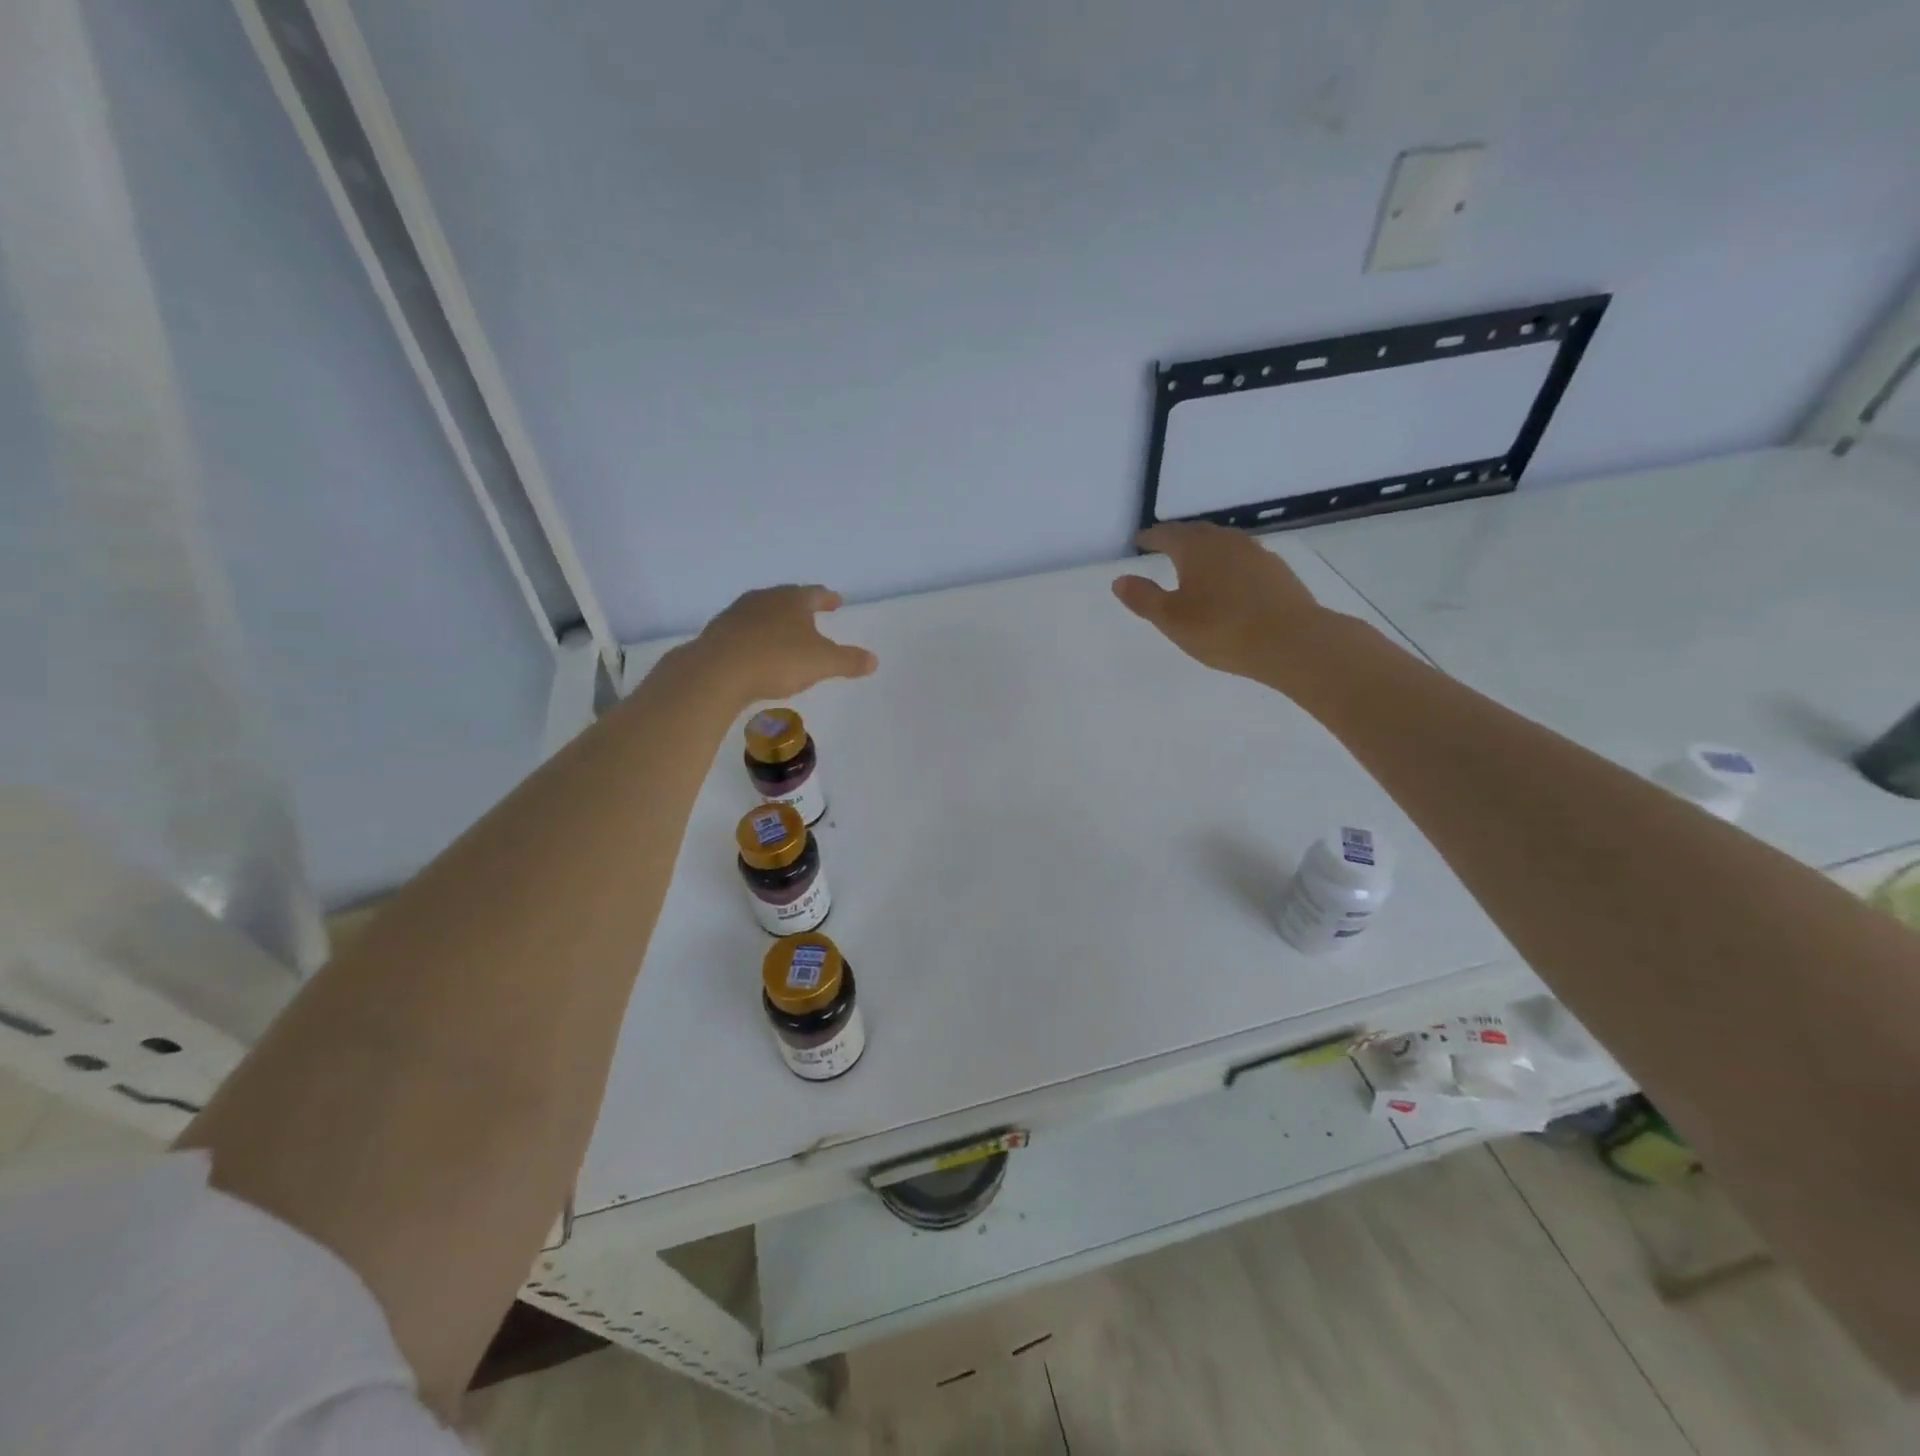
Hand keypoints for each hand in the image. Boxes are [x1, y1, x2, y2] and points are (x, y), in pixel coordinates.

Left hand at [686, 585, 877, 704]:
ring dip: (775, 620)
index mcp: (793, 600)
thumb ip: (849, 661)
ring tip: (784, 632)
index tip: (836, 601)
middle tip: (811, 613)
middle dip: (800, 606)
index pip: (815, 594)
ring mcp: (737, 614)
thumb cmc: (777, 660)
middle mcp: (764, 599)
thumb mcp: (822, 663)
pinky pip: (743, 630)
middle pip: (787, 598)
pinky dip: (755, 636)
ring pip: (762, 611)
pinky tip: (756, 650)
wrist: (718, 671)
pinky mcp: (718, 632)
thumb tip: (874, 660)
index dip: (828, 598)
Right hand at [1112, 523, 1343, 686]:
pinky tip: (1231, 582)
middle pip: (1198, 532)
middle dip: (1179, 537)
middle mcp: (1226, 542)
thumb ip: (1143, 597)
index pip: (1168, 534)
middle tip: (1166, 546)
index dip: (1151, 537)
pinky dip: (1230, 564)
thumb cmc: (1221, 629)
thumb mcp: (1171, 619)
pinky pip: (1244, 559)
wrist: (1291, 641)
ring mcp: (1256, 554)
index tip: (1140, 541)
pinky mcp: (1278, 571)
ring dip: (1207, 549)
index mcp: (1196, 549)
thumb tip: (1120, 579)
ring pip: (1224, 543)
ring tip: (1198, 563)